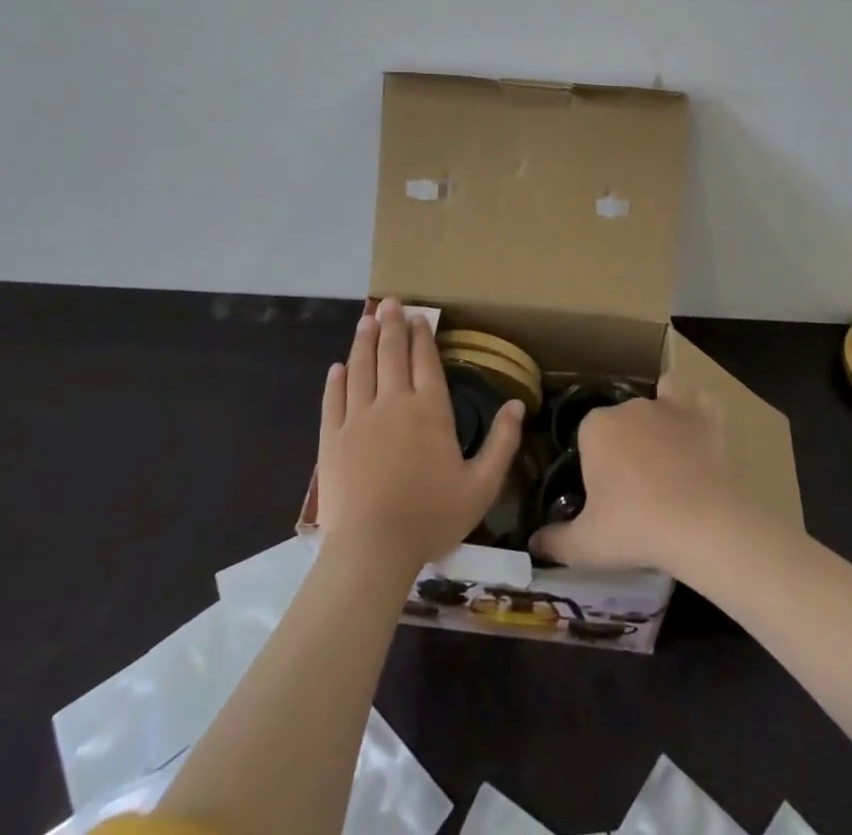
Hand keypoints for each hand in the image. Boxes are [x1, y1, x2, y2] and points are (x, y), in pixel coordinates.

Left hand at [317, 298, 523, 570]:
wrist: (373, 549)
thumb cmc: (432, 517)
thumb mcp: (482, 485)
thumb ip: (502, 442)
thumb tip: (518, 404)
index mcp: (430, 410)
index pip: (425, 361)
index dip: (422, 336)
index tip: (419, 316)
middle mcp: (394, 403)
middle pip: (392, 354)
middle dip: (392, 325)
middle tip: (391, 302)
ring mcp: (359, 419)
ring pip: (361, 368)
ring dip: (364, 341)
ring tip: (366, 320)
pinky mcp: (333, 438)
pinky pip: (334, 400)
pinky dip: (336, 380)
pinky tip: (337, 367)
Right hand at [529, 373, 742, 574]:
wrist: (700, 523)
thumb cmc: (635, 529)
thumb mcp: (585, 545)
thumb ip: (554, 541)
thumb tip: (534, 543)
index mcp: (594, 427)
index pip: (587, 435)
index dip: (595, 462)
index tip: (604, 492)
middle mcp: (628, 406)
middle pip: (620, 419)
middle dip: (624, 443)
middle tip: (635, 486)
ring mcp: (667, 406)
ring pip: (656, 402)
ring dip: (657, 420)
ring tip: (666, 458)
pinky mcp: (703, 413)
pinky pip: (695, 401)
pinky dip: (694, 412)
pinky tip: (695, 432)